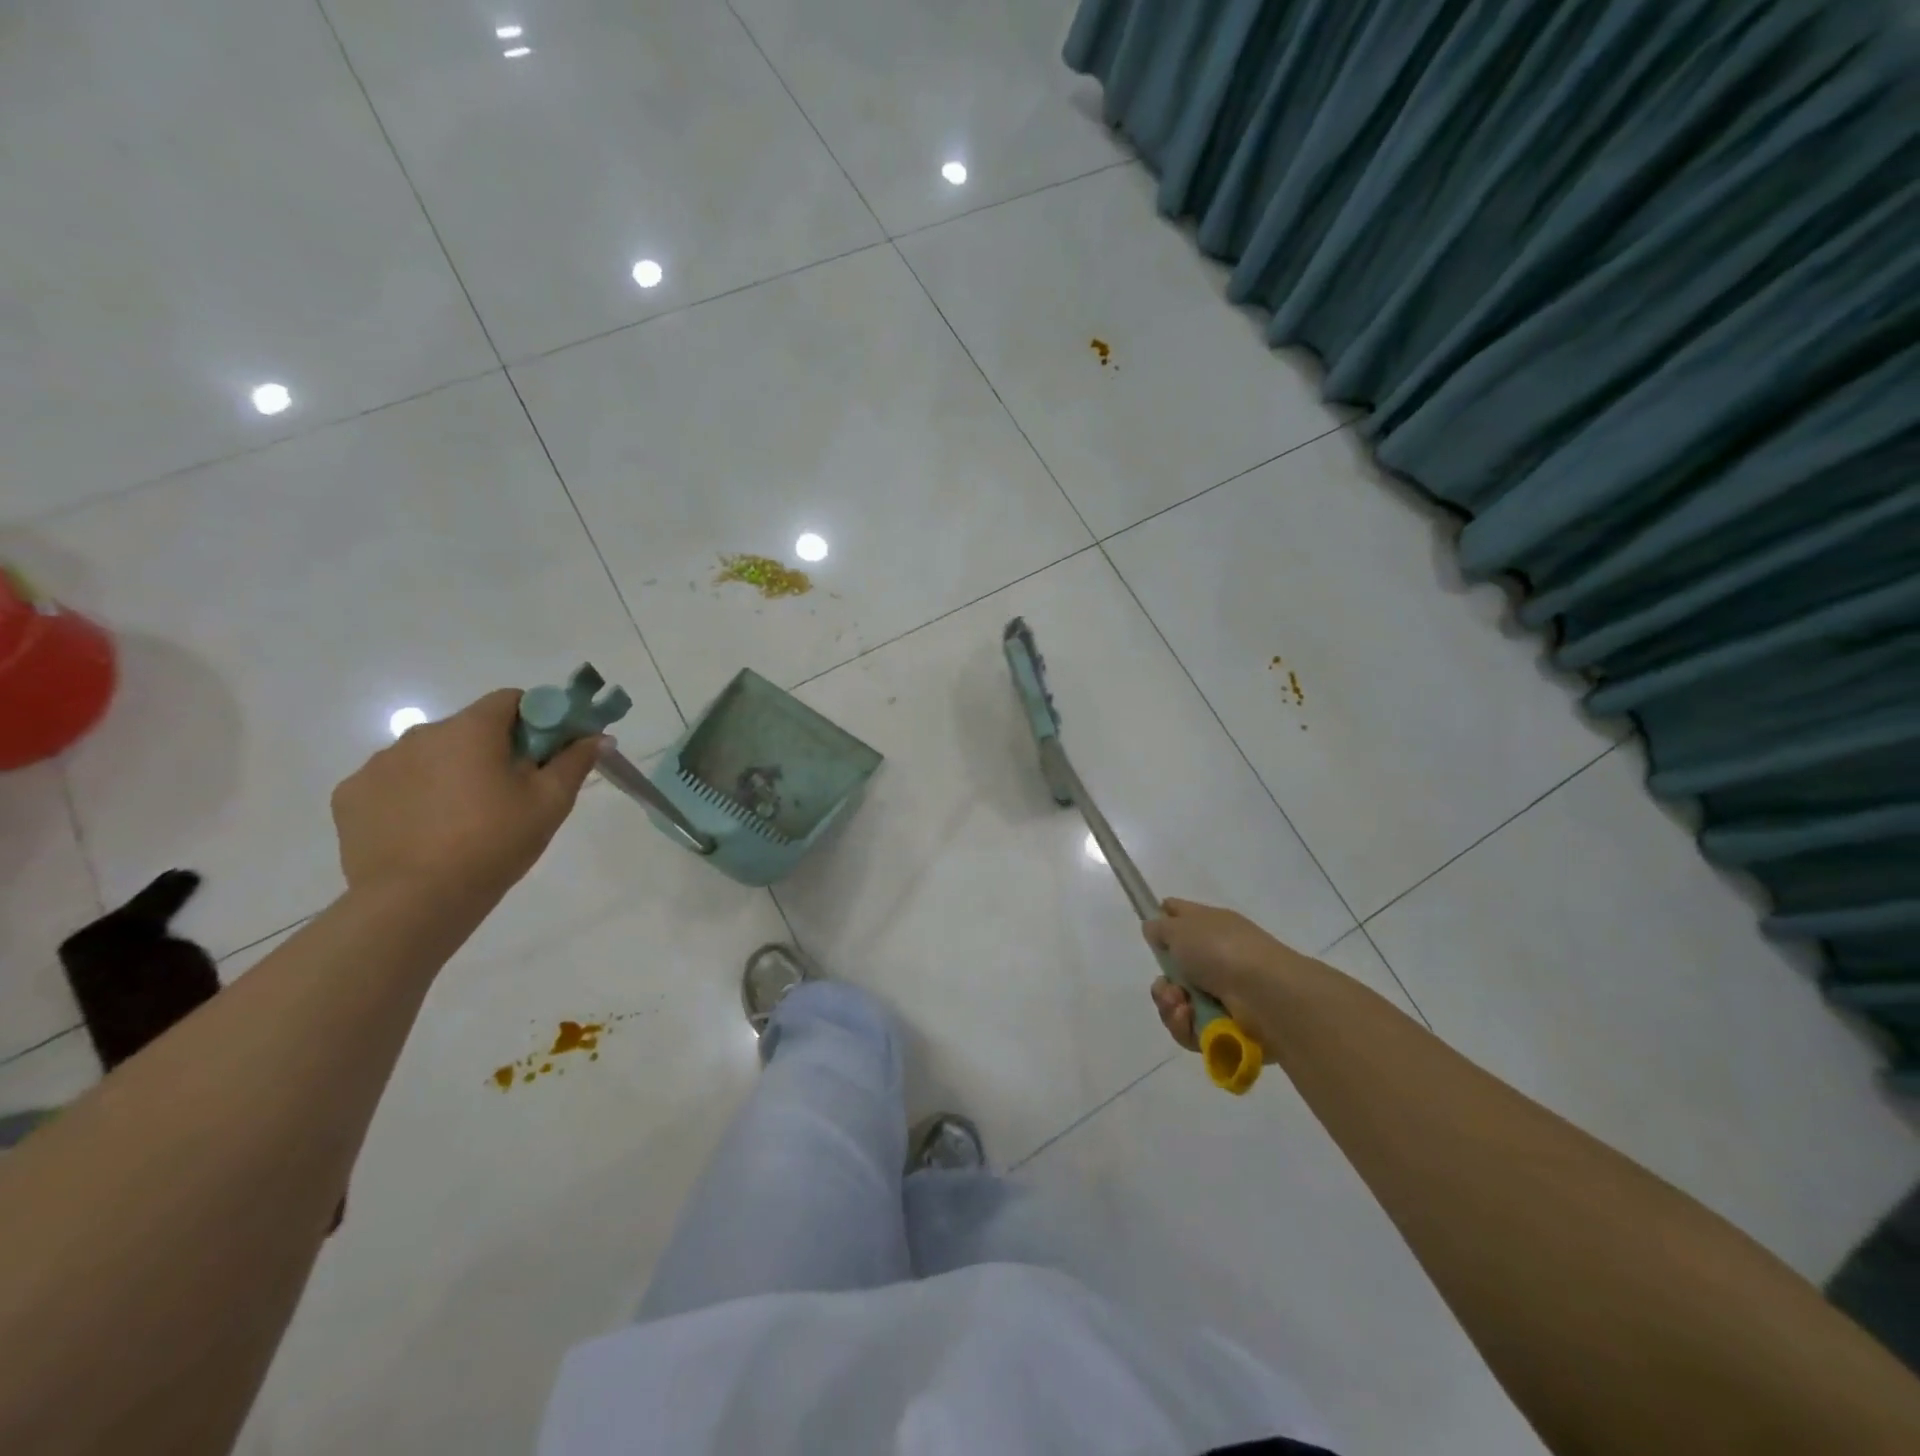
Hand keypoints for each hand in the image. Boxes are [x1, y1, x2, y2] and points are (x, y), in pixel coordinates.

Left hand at [331, 689, 599, 900]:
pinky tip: (426, 830)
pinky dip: (413, 796)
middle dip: (493, 750)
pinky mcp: (351, 796)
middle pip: (469, 728)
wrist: (416, 901)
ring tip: (464, 818)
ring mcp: (379, 764)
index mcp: (471, 730)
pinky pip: (394, 783)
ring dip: (451, 772)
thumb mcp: (550, 802)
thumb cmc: (495, 843)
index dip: (536, 719)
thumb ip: (574, 761)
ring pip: (430, 755)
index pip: (511, 700)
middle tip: (511, 793)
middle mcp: (420, 734)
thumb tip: (598, 736)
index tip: (546, 753)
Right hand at [1144, 899, 1319, 1060]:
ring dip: (1170, 1006)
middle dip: (1162, 983)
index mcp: (1210, 926)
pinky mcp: (1225, 1027)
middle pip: (1174, 971)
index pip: (1180, 916)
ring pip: (1179, 1004)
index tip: (1151, 935)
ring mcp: (1222, 994)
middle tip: (1167, 986)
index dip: (1162, 922)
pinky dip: (1185, 1026)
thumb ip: (1160, 928)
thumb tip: (1154, 929)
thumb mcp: (1180, 927)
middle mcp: (1216, 959)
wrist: (1265, 994)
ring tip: (1180, 1005)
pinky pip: (1191, 1029)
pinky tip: (1189, 1018)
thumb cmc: (1221, 950)